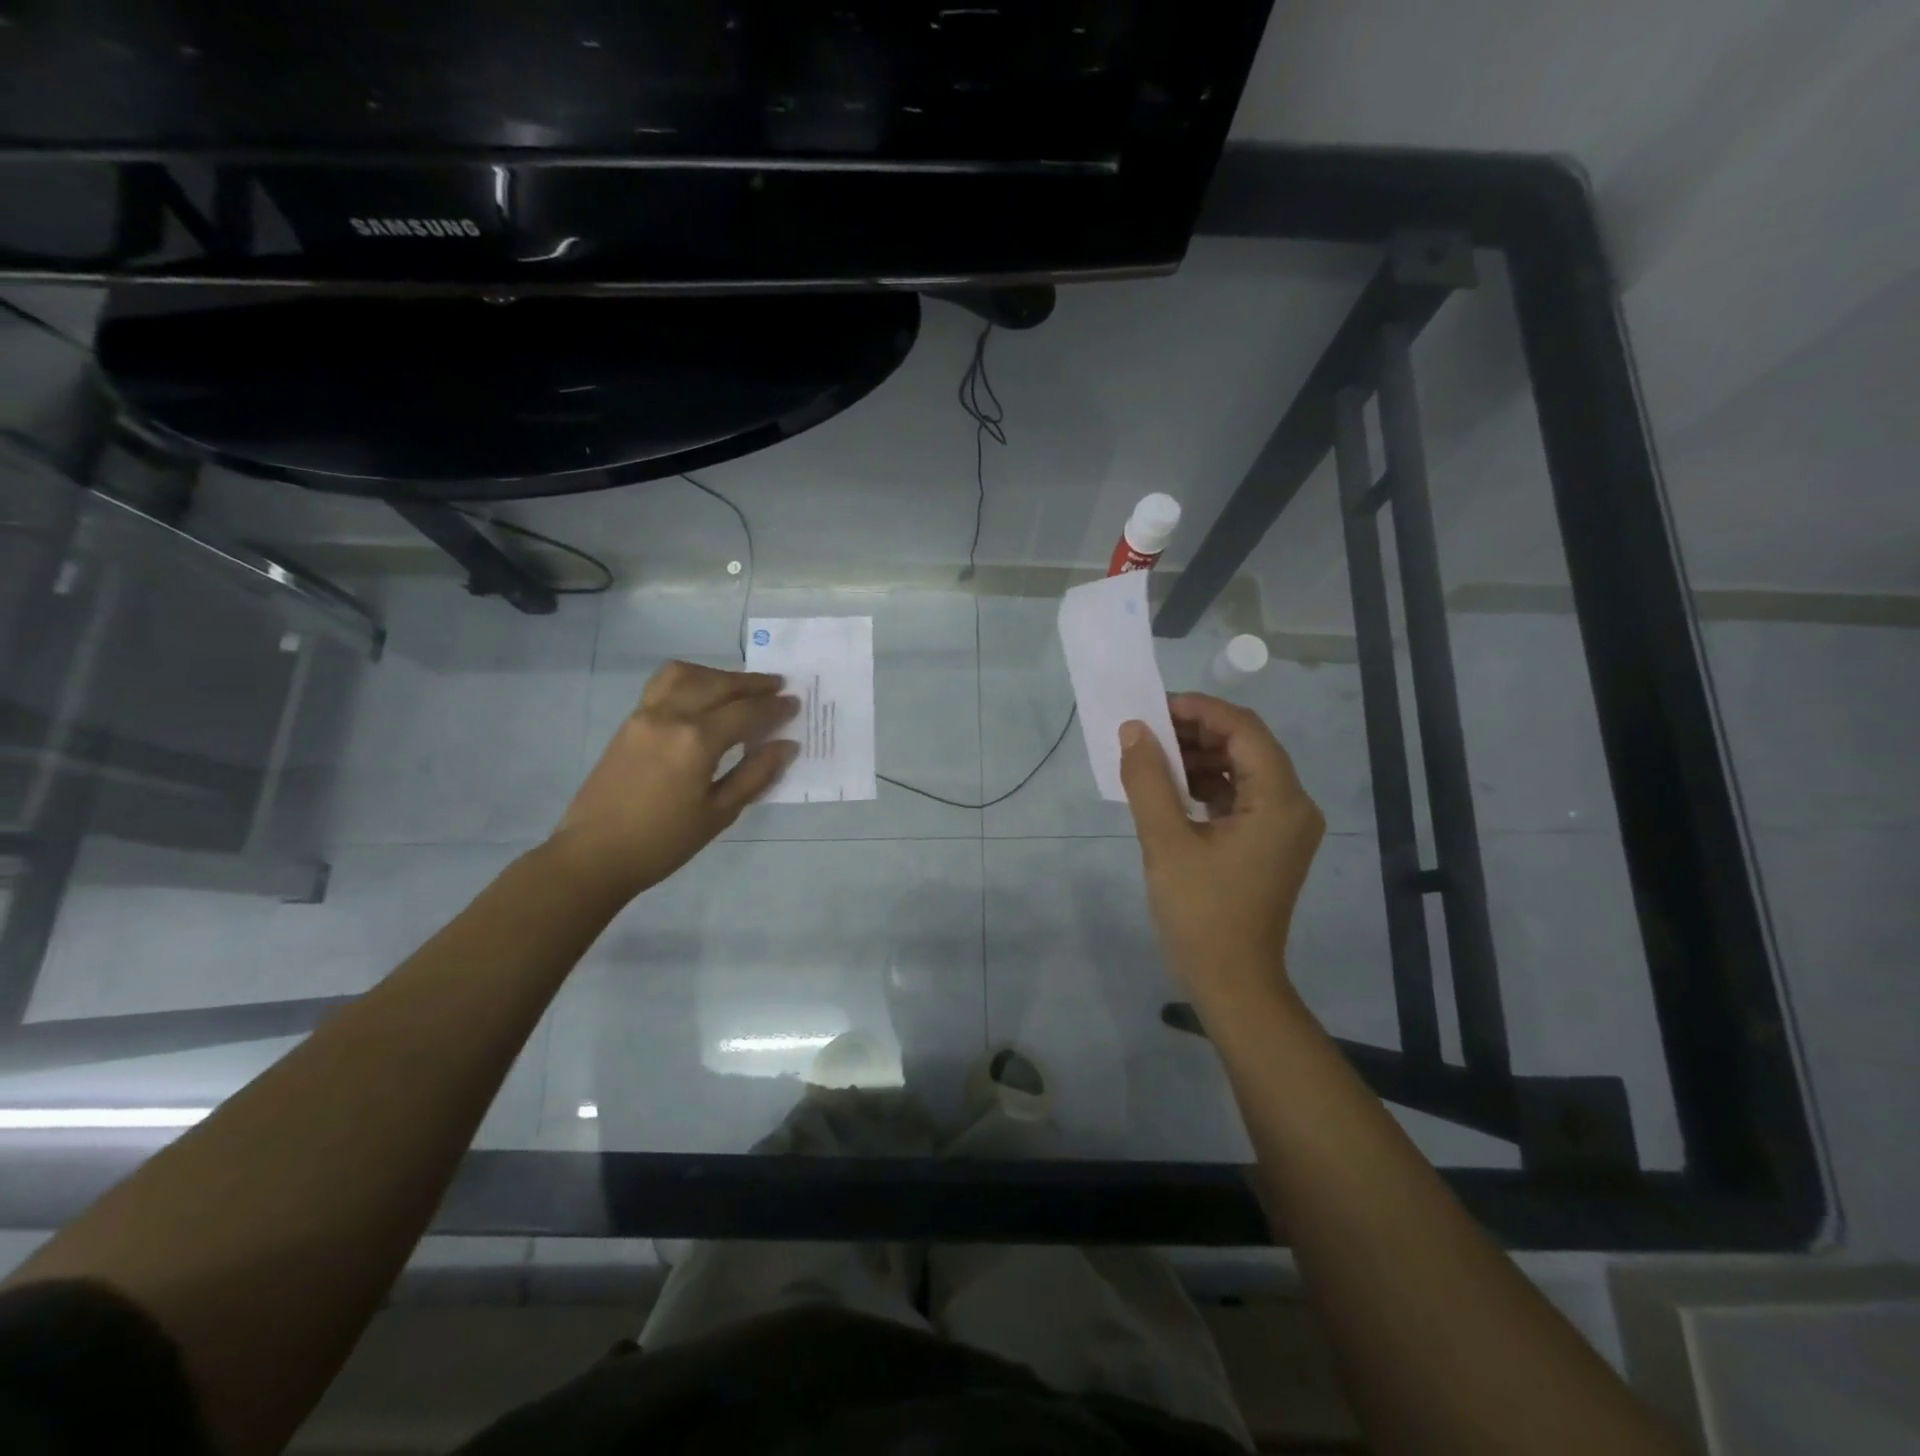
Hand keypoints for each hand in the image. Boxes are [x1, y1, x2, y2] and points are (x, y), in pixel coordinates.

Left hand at [547, 661, 797, 899]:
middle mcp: (671, 716)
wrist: (594, 855)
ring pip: (687, 674)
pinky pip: (664, 684)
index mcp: (696, 741)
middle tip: (778, 686)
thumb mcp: (719, 813)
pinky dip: (691, 680)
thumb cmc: (663, 842)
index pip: (747, 713)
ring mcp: (645, 714)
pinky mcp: (630, 721)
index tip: (795, 704)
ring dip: (719, 674)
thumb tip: (787, 745)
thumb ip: (755, 774)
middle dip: (753, 684)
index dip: (775, 708)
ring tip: (740, 687)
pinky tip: (703, 696)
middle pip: (719, 684)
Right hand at [1118, 693, 1324, 1004]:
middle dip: (1196, 732)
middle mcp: (1293, 805)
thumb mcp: (1164, 842)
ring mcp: (1284, 826)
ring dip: (1199, 759)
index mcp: (1279, 800)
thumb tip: (1133, 730)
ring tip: (1152, 760)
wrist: (1232, 983)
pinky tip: (1171, 791)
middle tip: (1147, 733)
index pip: (1244, 729)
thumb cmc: (1201, 913)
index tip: (1154, 708)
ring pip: (1242, 770)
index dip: (1200, 710)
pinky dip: (1207, 786)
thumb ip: (1148, 779)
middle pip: (1246, 746)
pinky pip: (1240, 797)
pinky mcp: (1270, 844)